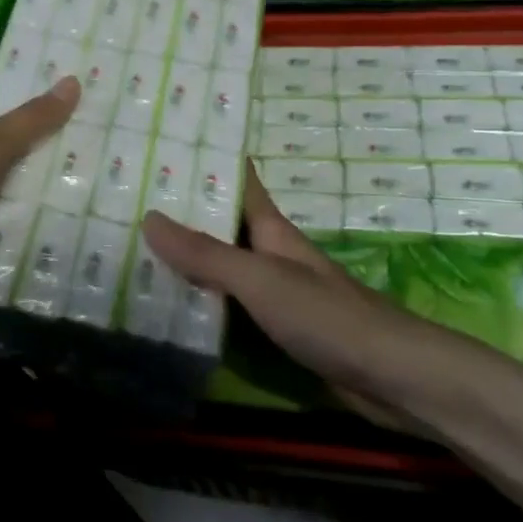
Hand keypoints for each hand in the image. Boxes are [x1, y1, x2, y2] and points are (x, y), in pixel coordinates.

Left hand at [0, 74, 79, 295]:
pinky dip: (23, 213)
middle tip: (99, 128)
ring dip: (38, 178)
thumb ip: (28, 120)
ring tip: (94, 172)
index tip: (74, 72)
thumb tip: (73, 81)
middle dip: (46, 132)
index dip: (31, 78)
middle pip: (5, 134)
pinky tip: (60, 215)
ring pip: (5, 176)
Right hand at [143, 169, 454, 433]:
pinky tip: (172, 306)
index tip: (165, 144)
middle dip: (183, 211)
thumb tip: (149, 217)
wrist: (392, 378)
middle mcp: (271, 253)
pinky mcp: (277, 329)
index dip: (206, 160)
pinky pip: (231, 305)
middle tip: (130, 199)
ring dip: (188, 258)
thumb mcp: (260, 280)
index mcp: (271, 229)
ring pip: (224, 265)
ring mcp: (276, 292)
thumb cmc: (326, 316)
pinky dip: (203, 299)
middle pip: (223, 223)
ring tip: (136, 248)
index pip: (237, 180)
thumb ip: (207, 255)